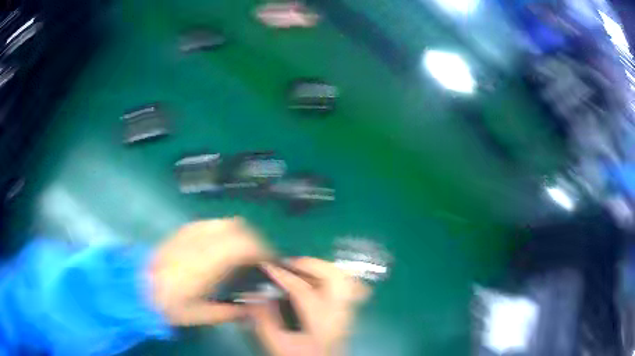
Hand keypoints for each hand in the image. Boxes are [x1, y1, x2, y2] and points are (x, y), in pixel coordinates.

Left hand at [147, 218, 270, 325]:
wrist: (139, 288)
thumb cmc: (171, 305)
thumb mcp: (201, 315)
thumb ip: (230, 311)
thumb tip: (253, 307)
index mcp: (206, 264)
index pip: (241, 245)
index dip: (261, 249)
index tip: (268, 260)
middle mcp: (199, 243)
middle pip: (236, 226)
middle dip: (253, 239)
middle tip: (257, 257)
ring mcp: (189, 233)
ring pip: (223, 222)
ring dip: (239, 233)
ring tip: (241, 251)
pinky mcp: (181, 231)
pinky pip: (209, 223)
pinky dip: (223, 231)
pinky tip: (220, 246)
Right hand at [248, 258, 368, 355]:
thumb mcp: (277, 343)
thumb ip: (265, 319)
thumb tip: (256, 295)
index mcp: (321, 323)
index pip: (304, 291)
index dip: (283, 276)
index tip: (267, 267)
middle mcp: (339, 314)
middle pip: (335, 278)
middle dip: (311, 264)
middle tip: (289, 264)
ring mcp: (346, 312)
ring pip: (344, 279)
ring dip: (322, 268)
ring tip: (301, 269)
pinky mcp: (346, 312)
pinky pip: (346, 286)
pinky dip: (331, 276)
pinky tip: (316, 279)